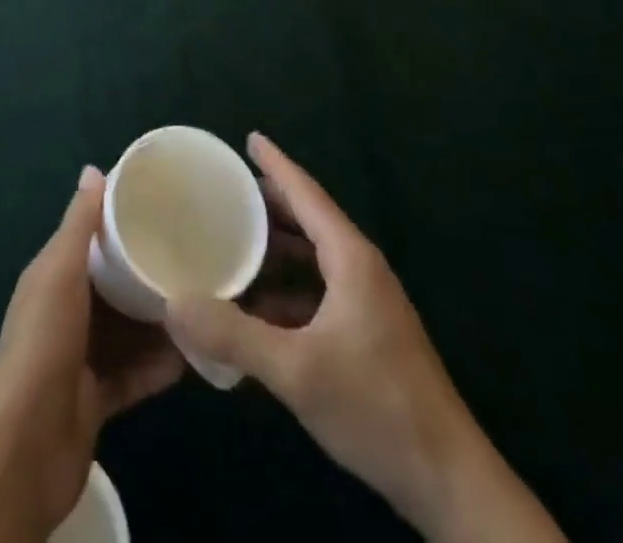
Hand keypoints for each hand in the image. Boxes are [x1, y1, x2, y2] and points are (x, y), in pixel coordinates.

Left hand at [0, 167, 183, 542]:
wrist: (27, 446)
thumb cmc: (44, 343)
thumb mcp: (59, 272)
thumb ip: (78, 225)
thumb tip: (93, 169)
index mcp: (52, 276)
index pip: (89, 240)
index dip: (120, 223)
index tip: (163, 209)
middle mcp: (66, 311)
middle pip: (113, 285)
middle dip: (147, 273)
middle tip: (195, 259)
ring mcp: (81, 357)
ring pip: (127, 330)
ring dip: (159, 321)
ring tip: (203, 303)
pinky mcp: (98, 398)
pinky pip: (135, 374)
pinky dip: (159, 365)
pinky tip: (193, 356)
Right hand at [168, 135, 563, 542]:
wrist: (449, 484)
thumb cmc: (376, 409)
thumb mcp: (296, 372)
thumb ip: (233, 336)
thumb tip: (174, 303)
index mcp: (350, 259)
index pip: (306, 194)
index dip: (276, 164)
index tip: (249, 137)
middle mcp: (361, 270)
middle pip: (308, 220)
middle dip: (268, 205)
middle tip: (224, 193)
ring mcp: (368, 303)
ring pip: (313, 258)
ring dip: (275, 249)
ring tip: (231, 243)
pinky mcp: (368, 334)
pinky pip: (318, 291)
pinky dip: (286, 288)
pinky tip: (257, 307)